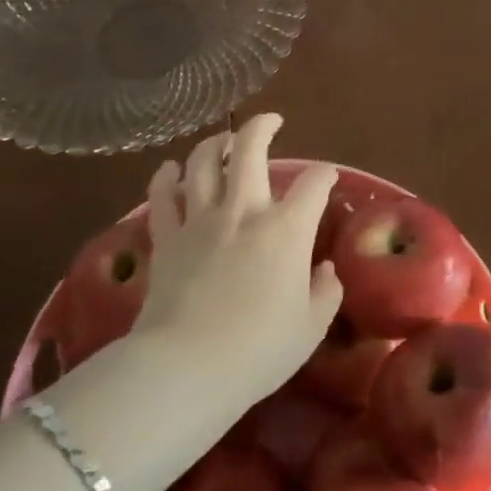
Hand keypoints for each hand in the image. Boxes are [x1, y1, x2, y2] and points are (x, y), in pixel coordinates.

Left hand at [131, 114, 342, 405]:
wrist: (186, 368)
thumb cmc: (258, 350)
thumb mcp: (311, 328)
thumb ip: (325, 293)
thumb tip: (325, 271)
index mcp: (287, 229)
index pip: (314, 184)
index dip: (326, 174)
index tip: (328, 178)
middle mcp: (244, 211)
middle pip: (251, 150)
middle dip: (263, 127)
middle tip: (271, 121)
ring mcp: (200, 220)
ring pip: (203, 162)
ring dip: (215, 143)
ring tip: (223, 140)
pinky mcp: (166, 238)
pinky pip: (162, 196)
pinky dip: (165, 177)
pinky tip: (170, 169)